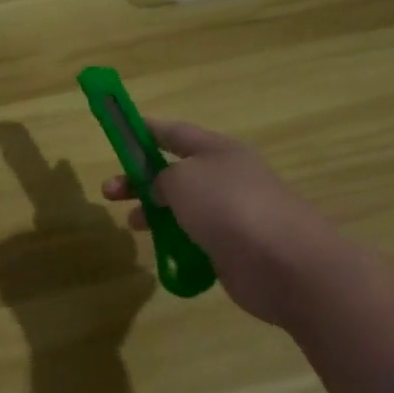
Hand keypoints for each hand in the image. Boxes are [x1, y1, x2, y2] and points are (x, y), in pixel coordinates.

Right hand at [102, 120, 342, 325]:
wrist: (283, 262)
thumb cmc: (228, 206)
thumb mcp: (181, 179)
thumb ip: (161, 178)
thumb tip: (163, 190)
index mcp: (217, 151)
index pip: (175, 133)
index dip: (146, 130)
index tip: (121, 131)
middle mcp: (226, 177)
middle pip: (174, 172)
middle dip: (140, 180)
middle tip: (110, 193)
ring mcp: (232, 213)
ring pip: (183, 207)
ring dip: (155, 212)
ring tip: (134, 225)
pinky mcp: (233, 247)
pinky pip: (195, 238)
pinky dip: (175, 242)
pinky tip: (162, 251)